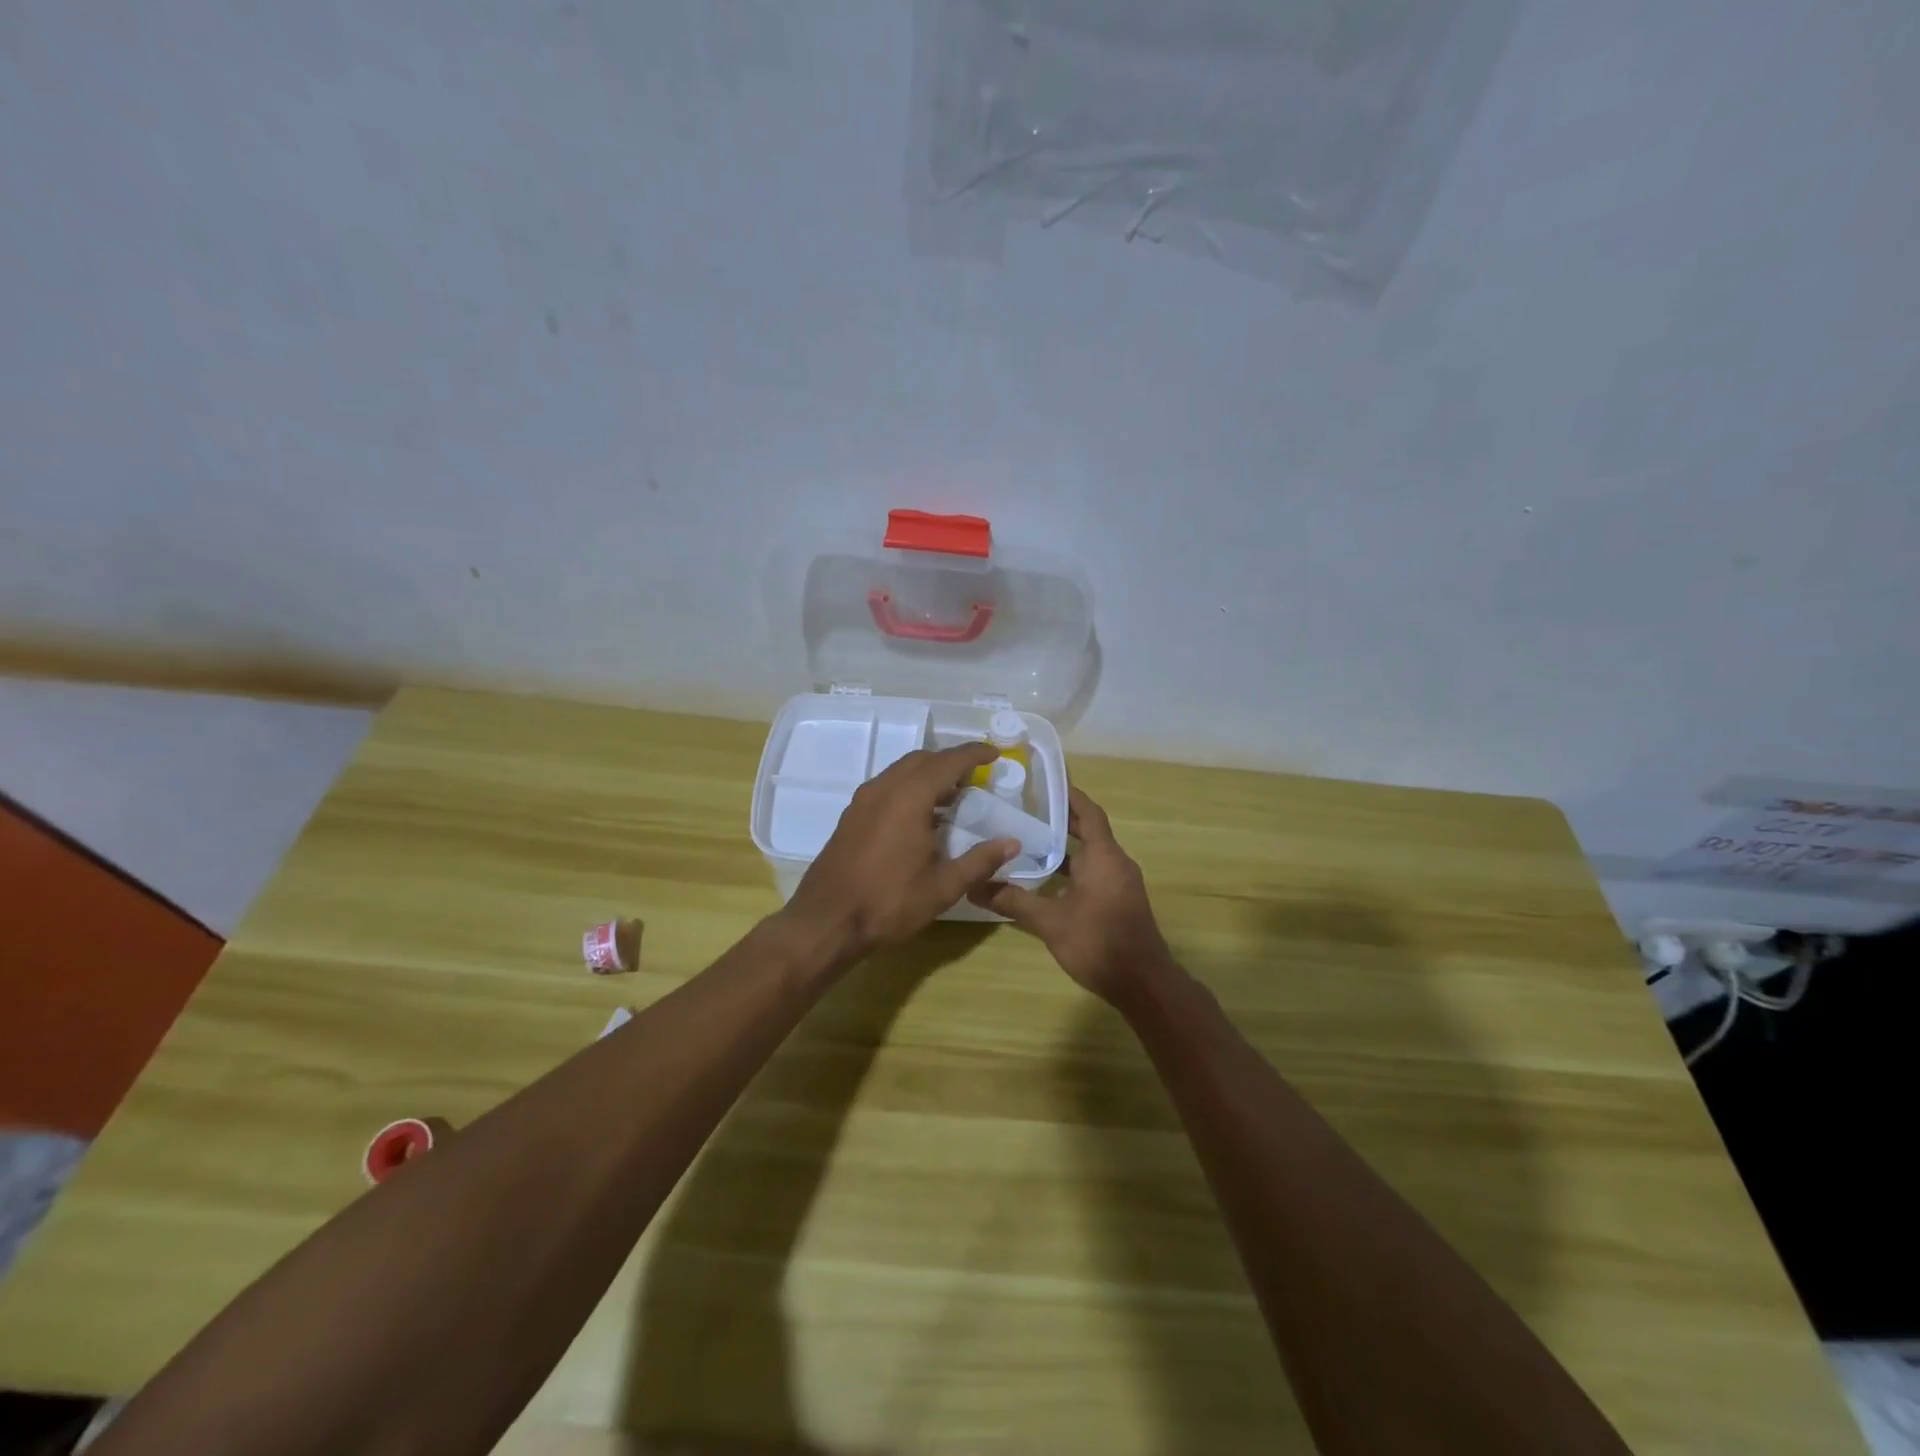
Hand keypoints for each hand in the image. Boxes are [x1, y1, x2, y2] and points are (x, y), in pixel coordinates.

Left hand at [779, 742, 1018, 967]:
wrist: (826, 921)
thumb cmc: (889, 902)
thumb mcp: (943, 887)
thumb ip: (980, 860)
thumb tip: (1012, 843)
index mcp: (909, 797)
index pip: (948, 762)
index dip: (974, 754)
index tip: (994, 754)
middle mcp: (884, 788)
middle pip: (922, 759)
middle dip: (950, 762)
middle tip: (975, 777)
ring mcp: (863, 800)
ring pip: (901, 771)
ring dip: (928, 774)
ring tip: (952, 796)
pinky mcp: (851, 816)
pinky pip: (886, 787)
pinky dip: (909, 787)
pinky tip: (921, 817)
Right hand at [969, 786, 1176, 1005]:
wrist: (1142, 984)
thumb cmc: (1099, 942)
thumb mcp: (1050, 922)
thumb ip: (1014, 901)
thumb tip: (974, 887)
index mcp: (1105, 857)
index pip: (1089, 813)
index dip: (1070, 795)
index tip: (1045, 782)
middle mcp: (1117, 863)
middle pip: (1089, 830)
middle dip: (1062, 818)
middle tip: (1027, 808)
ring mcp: (1121, 883)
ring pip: (1091, 854)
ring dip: (1065, 845)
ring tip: (1029, 838)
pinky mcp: (1119, 901)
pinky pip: (1095, 871)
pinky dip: (1072, 867)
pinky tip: (1046, 878)